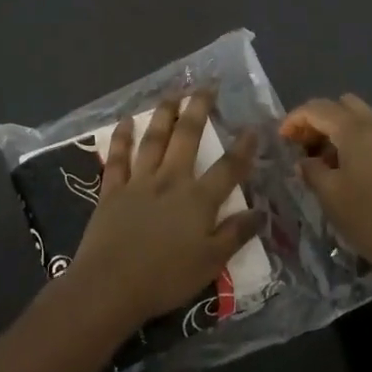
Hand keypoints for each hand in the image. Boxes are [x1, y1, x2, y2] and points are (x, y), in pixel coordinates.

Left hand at [72, 92, 261, 328]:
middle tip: (205, 85)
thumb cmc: (165, 278)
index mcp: (198, 200)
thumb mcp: (211, 263)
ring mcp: (139, 182)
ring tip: (171, 93)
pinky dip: (121, 138)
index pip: (228, 168)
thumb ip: (235, 234)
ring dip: (163, 113)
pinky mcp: (112, 190)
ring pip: (154, 139)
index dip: (243, 147)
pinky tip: (125, 121)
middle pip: (187, 137)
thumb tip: (260, 211)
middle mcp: (170, 180)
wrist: (110, 285)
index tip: (253, 126)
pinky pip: (118, 158)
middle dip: (198, 108)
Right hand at [280, 94, 371, 277]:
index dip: (295, 119)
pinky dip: (353, 141)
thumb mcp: (330, 195)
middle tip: (302, 144)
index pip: (318, 108)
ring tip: (321, 160)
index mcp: (356, 131)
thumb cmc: (368, 219)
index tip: (280, 138)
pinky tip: (344, 170)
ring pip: (358, 119)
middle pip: (341, 105)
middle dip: (317, 119)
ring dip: (336, 130)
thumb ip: (311, 170)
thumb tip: (304, 160)